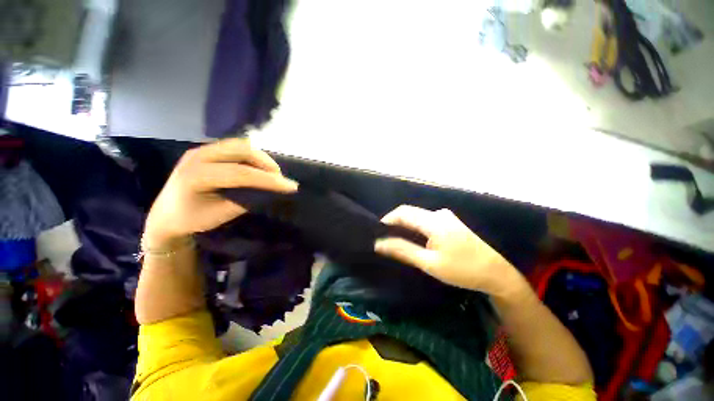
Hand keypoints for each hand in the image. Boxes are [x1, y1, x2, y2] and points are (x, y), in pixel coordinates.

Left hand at [143, 138, 296, 246]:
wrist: (164, 215)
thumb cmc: (191, 219)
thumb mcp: (221, 214)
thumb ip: (247, 200)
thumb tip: (271, 192)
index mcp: (197, 175)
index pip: (241, 174)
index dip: (269, 180)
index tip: (291, 187)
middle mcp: (197, 156)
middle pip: (242, 150)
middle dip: (267, 163)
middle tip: (279, 179)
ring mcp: (200, 150)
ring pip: (240, 145)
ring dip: (260, 157)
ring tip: (271, 173)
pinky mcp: (205, 150)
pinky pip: (234, 147)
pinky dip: (251, 156)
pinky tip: (257, 167)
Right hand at [375, 205, 520, 296]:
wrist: (496, 274)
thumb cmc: (462, 270)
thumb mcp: (429, 263)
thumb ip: (403, 250)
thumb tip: (379, 244)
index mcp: (434, 221)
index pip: (402, 212)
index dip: (387, 220)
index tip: (377, 233)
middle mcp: (439, 213)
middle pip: (409, 212)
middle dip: (395, 223)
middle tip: (385, 239)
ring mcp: (446, 216)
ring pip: (417, 217)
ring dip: (405, 226)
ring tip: (396, 240)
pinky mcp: (450, 222)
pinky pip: (425, 220)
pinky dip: (415, 227)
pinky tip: (413, 239)